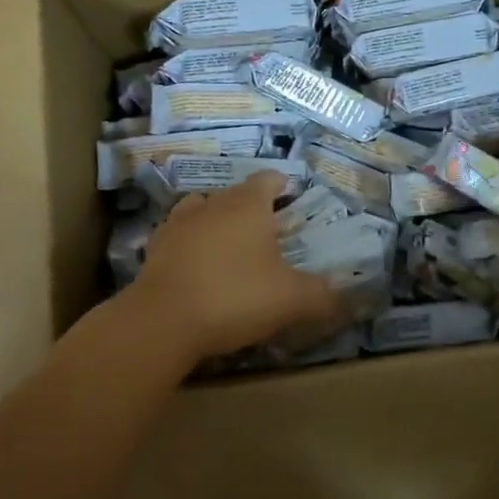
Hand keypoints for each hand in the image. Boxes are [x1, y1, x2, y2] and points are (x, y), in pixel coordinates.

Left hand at [128, 173, 342, 359]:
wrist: (163, 320)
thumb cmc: (234, 297)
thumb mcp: (290, 300)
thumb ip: (321, 295)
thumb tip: (343, 296)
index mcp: (248, 204)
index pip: (268, 179)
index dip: (281, 185)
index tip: (291, 198)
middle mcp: (213, 203)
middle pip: (235, 193)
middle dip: (250, 207)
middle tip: (266, 232)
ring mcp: (178, 222)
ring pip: (201, 208)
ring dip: (215, 219)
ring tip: (227, 243)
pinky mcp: (154, 246)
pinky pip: (178, 235)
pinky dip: (189, 243)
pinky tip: (195, 266)